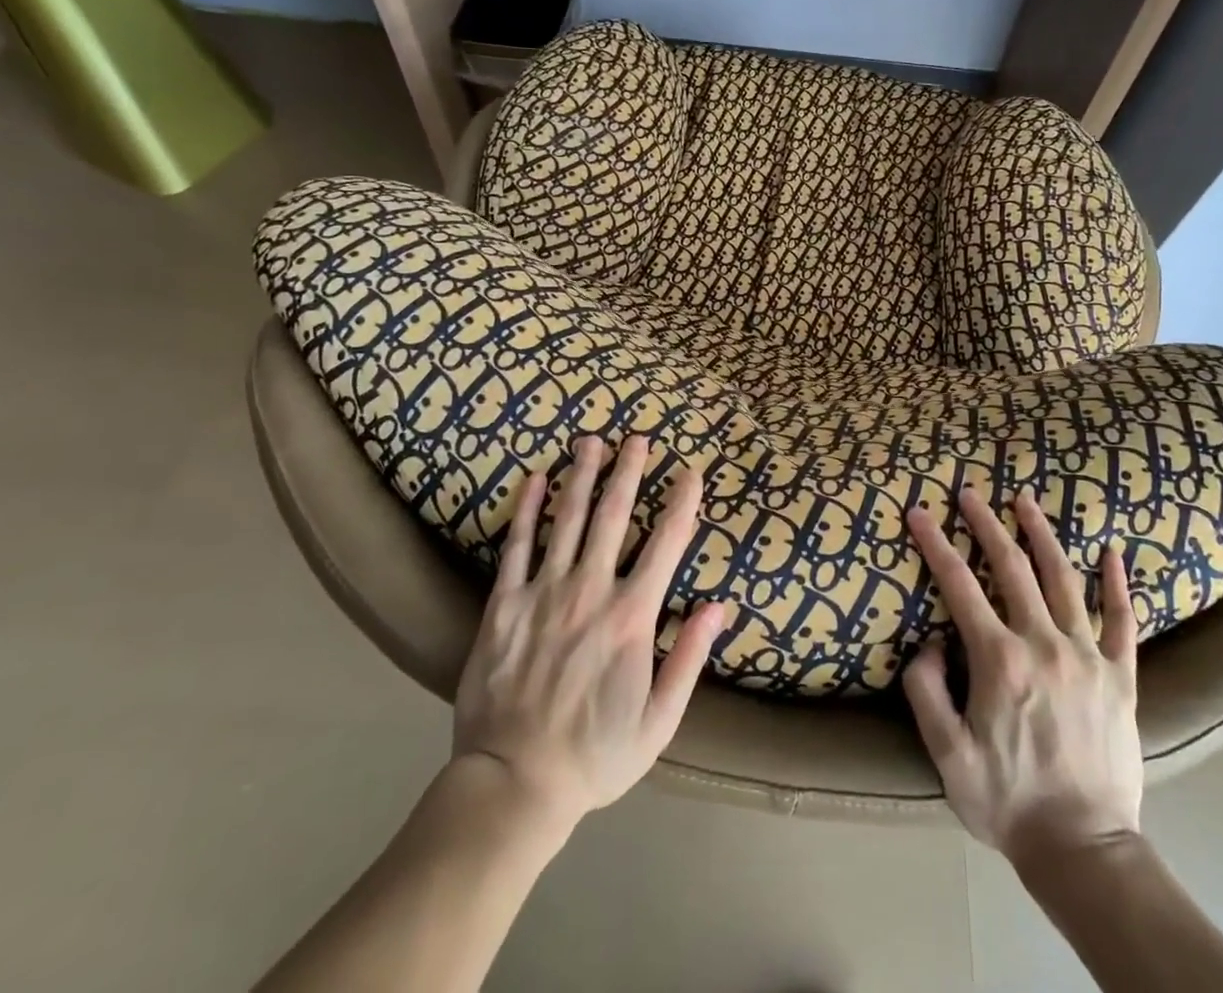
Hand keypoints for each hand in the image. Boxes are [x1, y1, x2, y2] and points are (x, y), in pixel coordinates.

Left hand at [449, 436, 723, 835]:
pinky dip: (527, 509)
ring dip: (582, 475)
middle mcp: (590, 591)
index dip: (682, 503)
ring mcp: (543, 593)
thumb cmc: (595, 755)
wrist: (513, 785)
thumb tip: (719, 605)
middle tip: (638, 436)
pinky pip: (517, 546)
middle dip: (629, 471)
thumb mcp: (659, 720)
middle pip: (613, 516)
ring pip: (567, 519)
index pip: (665, 544)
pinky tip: (535, 478)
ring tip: (591, 440)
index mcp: (631, 617)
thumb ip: (690, 657)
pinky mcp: (503, 604)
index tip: (691, 472)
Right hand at [903, 488, 1141, 858]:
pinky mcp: (1122, 677)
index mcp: (1000, 660)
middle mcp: (1044, 644)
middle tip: (969, 493)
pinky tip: (1112, 551)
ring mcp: (1088, 657)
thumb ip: (926, 689)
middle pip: (1012, 567)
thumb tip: (931, 642)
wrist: (1084, 851)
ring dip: (1042, 535)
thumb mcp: (946, 753)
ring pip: (1064, 579)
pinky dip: (1117, 583)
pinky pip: (1122, 621)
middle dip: (986, 524)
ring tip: (1026, 501)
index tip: (918, 513)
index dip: (935, 544)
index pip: (959, 585)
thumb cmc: (1007, 801)